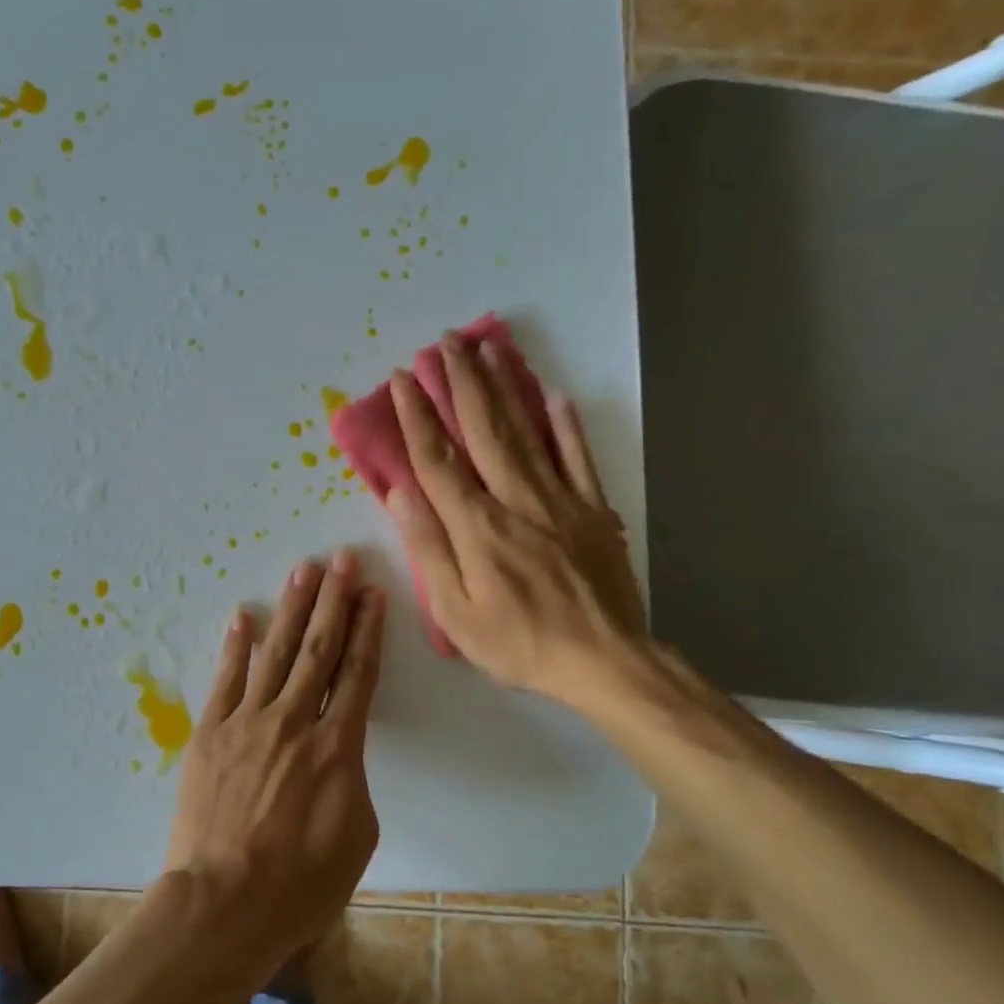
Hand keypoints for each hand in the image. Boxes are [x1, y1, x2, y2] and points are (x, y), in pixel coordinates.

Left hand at [161, 552, 385, 968]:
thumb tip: (337, 751)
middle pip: (318, 650)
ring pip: (275, 653)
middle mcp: (294, 721)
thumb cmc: (300, 885)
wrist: (223, 904)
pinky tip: (243, 615)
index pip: (358, 675)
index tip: (372, 593)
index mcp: (337, 747)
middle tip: (341, 559)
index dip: (367, 631)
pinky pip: (226, 679)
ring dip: (291, 609)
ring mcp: (247, 722)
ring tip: (303, 571)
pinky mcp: (210, 733)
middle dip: (333, 602)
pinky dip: (235, 646)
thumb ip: (350, 779)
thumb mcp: (355, 837)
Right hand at [385, 333, 647, 708]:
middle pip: (484, 430)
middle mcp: (516, 499)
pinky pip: (577, 457)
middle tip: (445, 342)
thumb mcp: (455, 611)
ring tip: (488, 348)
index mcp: (477, 526)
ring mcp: (560, 499)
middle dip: (461, 382)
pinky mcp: (593, 510)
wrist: (604, 661)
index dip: (417, 416)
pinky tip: (553, 395)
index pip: (438, 460)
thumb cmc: (518, 641)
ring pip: (527, 432)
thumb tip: (400, 493)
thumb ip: (428, 547)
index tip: (402, 379)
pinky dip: (565, 425)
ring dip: (505, 387)